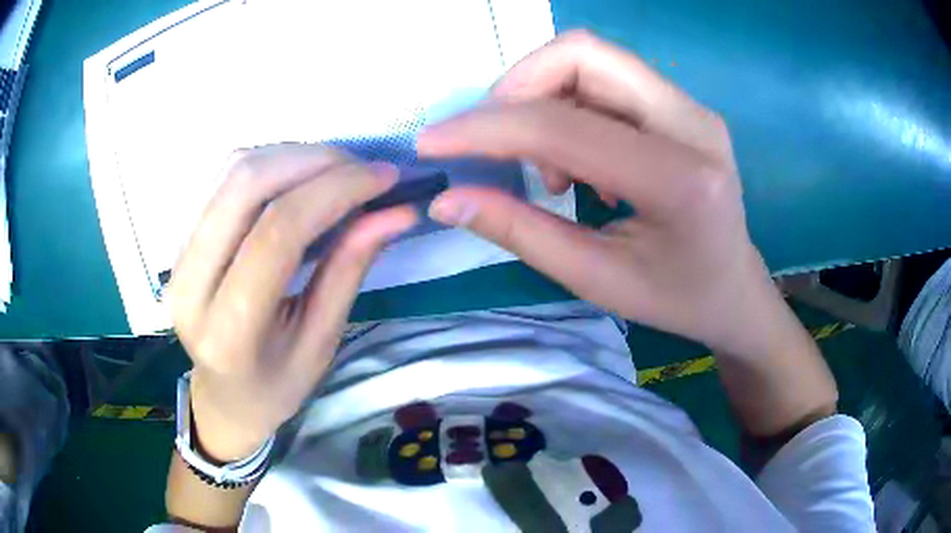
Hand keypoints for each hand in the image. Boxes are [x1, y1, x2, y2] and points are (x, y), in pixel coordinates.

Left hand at [167, 144, 416, 460]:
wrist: (224, 396)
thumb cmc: (276, 385)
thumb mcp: (320, 342)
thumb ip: (349, 270)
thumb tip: (394, 210)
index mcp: (229, 331)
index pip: (278, 233)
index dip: (336, 190)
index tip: (384, 176)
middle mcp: (191, 284)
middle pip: (247, 185)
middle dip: (314, 161)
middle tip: (362, 168)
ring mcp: (177, 257)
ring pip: (232, 171)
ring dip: (292, 155)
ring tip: (336, 170)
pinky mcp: (179, 240)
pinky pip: (222, 177)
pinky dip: (269, 163)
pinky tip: (299, 176)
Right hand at [417, 31, 790, 357]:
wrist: (736, 290)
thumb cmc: (676, 299)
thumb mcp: (595, 279)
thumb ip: (519, 231)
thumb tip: (447, 200)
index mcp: (681, 180)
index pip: (563, 124)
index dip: (486, 127)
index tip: (433, 142)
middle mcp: (693, 123)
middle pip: (583, 53)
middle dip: (517, 87)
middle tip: (497, 143)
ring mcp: (692, 108)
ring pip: (594, 58)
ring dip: (544, 96)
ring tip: (548, 168)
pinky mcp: (684, 107)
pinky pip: (610, 78)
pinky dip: (571, 105)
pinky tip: (580, 159)